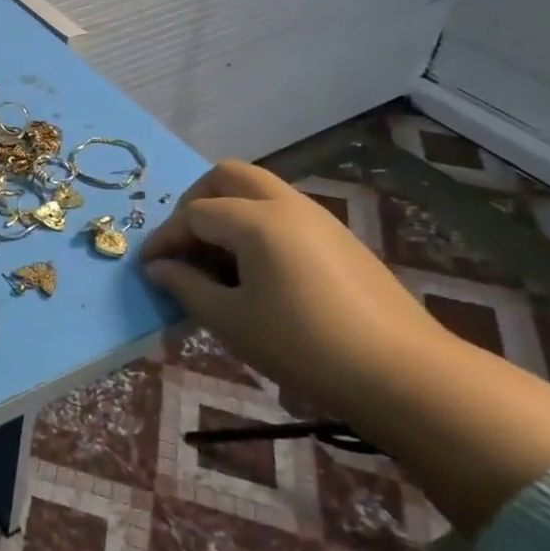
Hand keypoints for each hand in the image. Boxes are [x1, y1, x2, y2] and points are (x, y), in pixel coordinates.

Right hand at [141, 161, 549, 532]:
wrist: (402, 374)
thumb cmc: (303, 346)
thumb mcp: (232, 321)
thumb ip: (186, 287)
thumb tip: (158, 268)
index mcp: (257, 220)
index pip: (194, 213)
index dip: (165, 238)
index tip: (147, 266)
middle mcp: (287, 205)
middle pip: (228, 176)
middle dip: (196, 202)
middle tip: (185, 244)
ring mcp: (319, 218)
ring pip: (259, 190)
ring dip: (227, 212)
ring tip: (216, 262)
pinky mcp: (339, 239)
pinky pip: (284, 212)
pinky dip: (256, 225)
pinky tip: (256, 272)